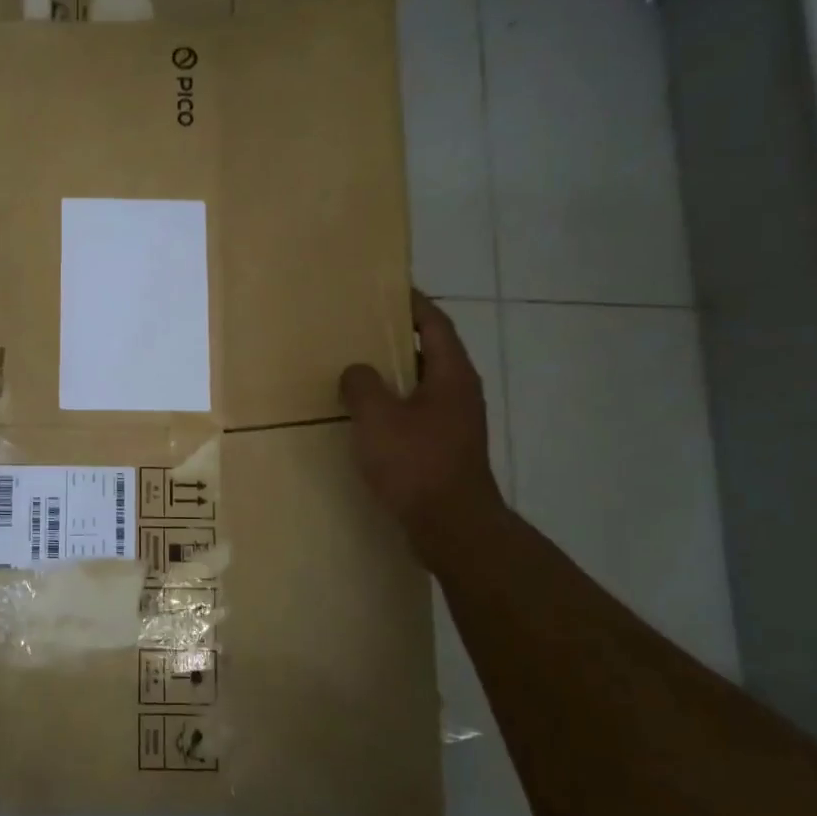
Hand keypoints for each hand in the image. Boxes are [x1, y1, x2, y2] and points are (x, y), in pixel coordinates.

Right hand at [340, 293, 502, 551]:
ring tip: (357, 373)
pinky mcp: (445, 449)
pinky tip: (367, 419)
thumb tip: (356, 372)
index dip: (413, 304)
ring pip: (421, 387)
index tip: (388, 290)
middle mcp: (460, 393)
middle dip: (398, 341)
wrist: (451, 525)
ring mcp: (455, 423)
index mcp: (451, 374)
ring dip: (393, 377)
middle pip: (430, 354)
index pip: (435, 324)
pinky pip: (416, 415)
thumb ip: (362, 385)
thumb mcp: (377, 417)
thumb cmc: (416, 462)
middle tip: (361, 332)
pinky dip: (394, 407)